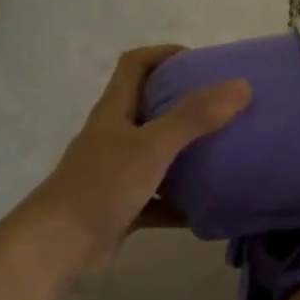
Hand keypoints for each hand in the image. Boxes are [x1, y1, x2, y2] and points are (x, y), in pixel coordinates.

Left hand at [33, 45, 249, 269]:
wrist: (58, 245)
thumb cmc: (102, 185)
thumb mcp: (152, 146)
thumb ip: (195, 116)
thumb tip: (241, 85)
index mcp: (114, 111)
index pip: (135, 65)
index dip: (165, 54)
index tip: (200, 60)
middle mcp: (113, 137)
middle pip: (149, 107)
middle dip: (184, 103)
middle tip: (222, 105)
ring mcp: (116, 173)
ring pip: (157, 155)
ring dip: (186, 153)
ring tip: (224, 151)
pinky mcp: (122, 207)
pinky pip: (159, 198)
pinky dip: (182, 202)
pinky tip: (209, 206)